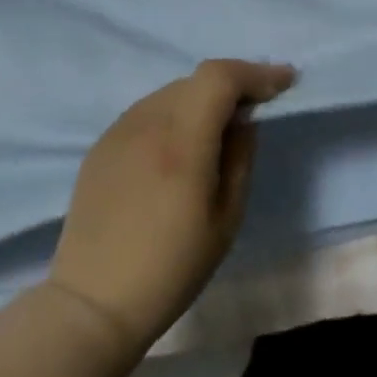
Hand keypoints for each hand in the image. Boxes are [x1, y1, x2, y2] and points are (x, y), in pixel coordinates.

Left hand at [48, 59, 295, 359]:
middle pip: (197, 79)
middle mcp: (147, 124)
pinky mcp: (101, 147)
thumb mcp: (227, 218)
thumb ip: (240, 157)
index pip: (221, 77)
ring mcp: (118, 133)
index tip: (284, 82)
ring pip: (171, 92)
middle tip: (256, 105)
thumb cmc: (172, 268)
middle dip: (233, 84)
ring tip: (218, 127)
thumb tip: (243, 120)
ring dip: (202, 98)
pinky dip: (174, 114)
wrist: (92, 304)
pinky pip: (147, 112)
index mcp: (182, 141)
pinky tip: (179, 145)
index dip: (256, 72)